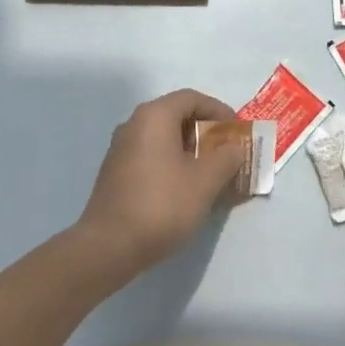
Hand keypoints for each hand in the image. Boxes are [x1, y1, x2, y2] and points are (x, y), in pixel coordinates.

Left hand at [74, 89, 245, 281]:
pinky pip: (150, 155)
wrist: (108, 246)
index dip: (218, 110)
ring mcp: (121, 148)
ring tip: (209, 173)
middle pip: (176, 116)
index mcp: (154, 116)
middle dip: (205, 132)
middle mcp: (134, 124)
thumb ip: (226, 159)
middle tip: (225, 153)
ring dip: (188, 149)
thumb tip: (234, 147)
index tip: (236, 131)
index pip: (192, 98)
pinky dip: (171, 162)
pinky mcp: (115, 172)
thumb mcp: (204, 182)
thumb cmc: (162, 205)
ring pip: (162, 138)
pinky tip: (183, 189)